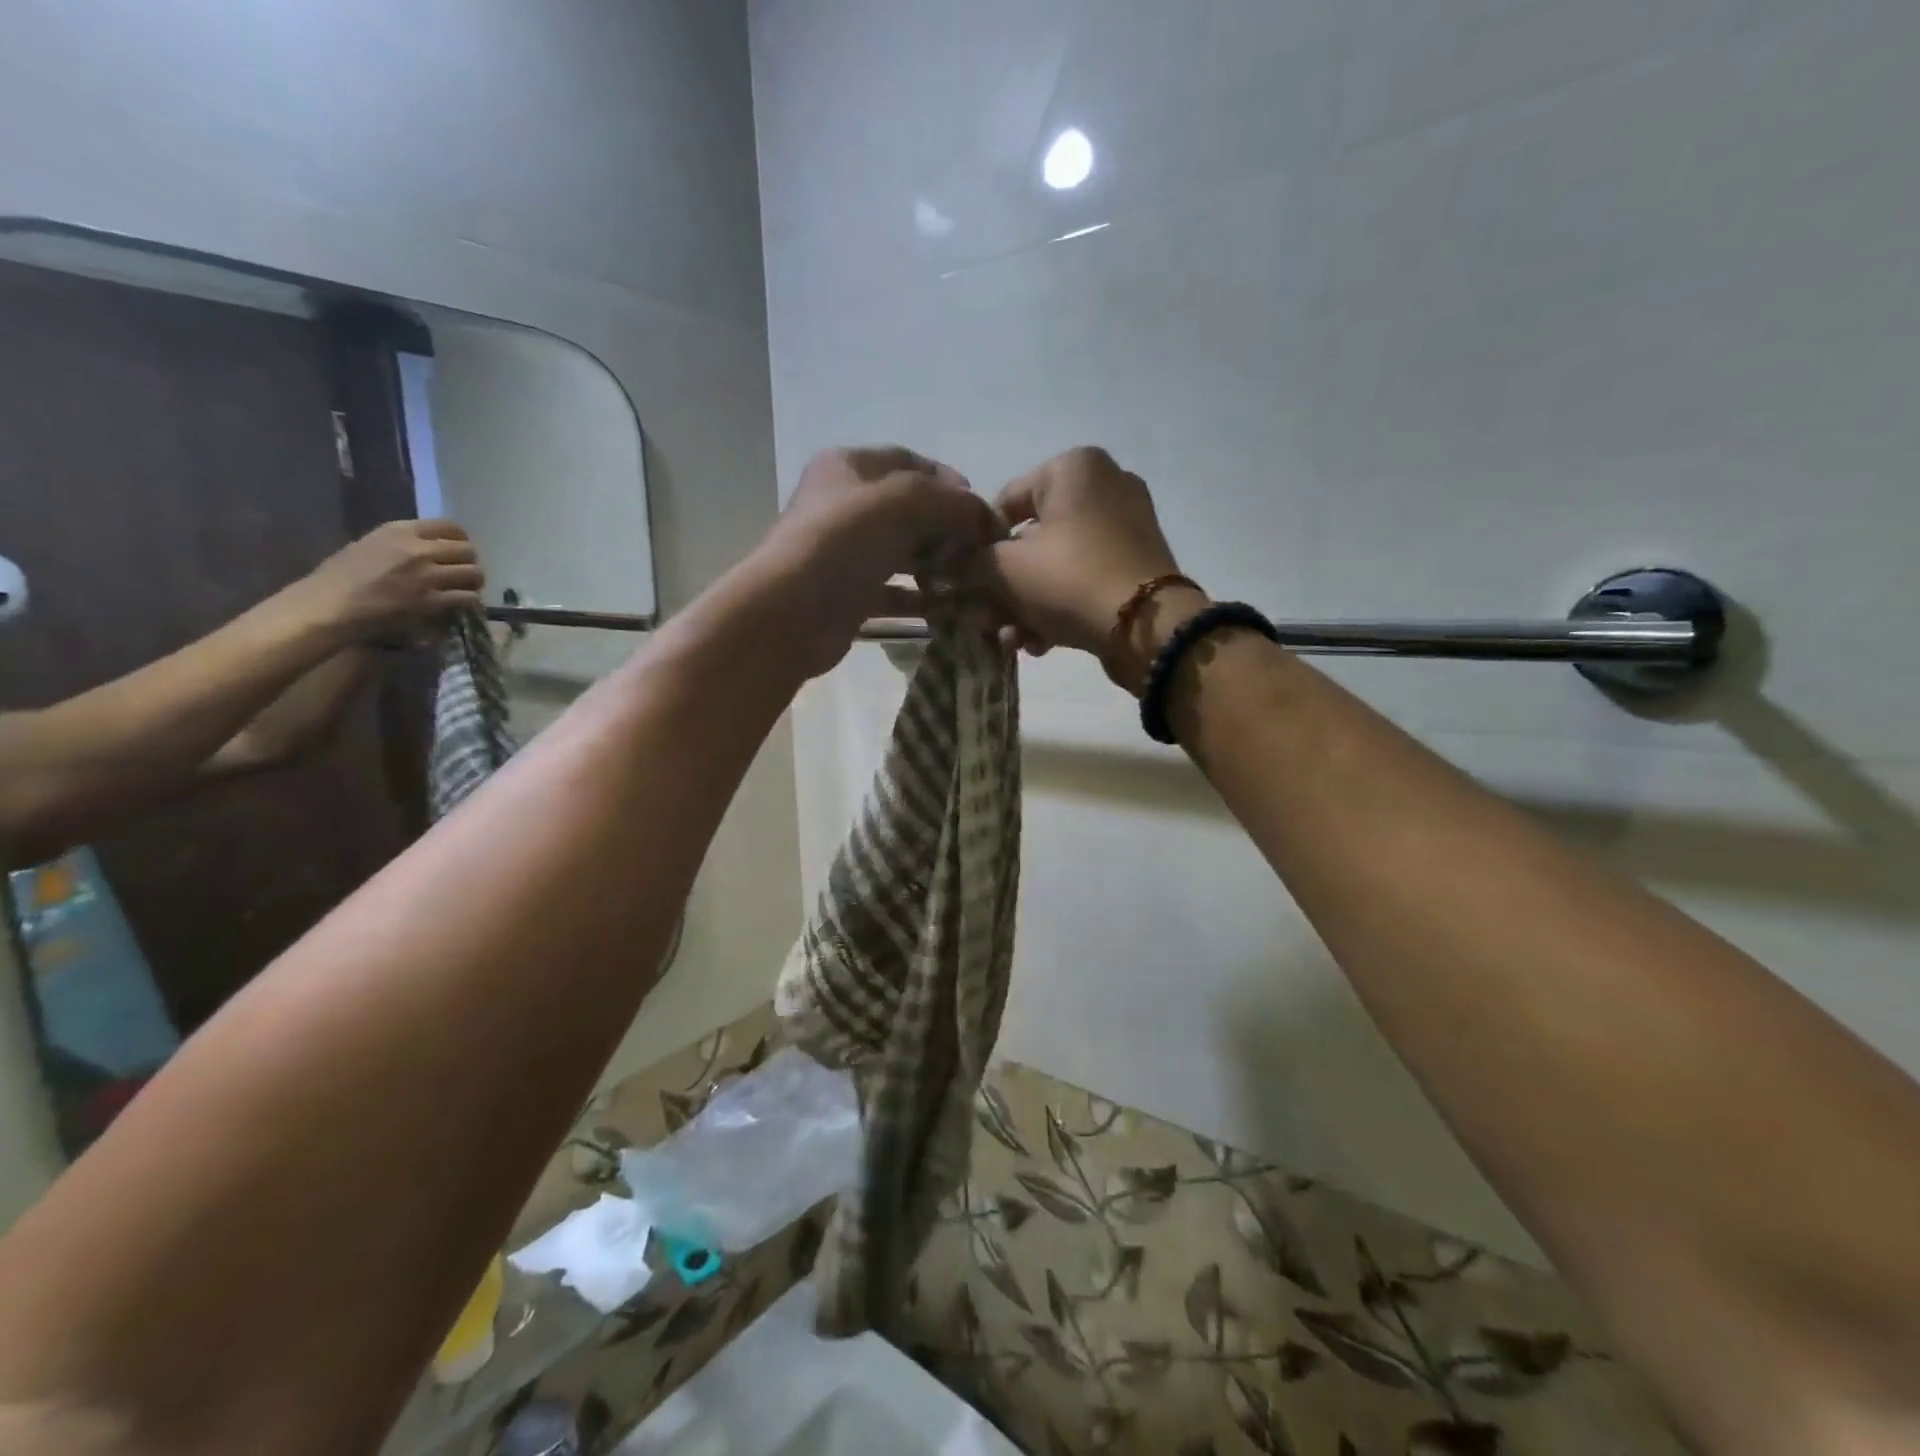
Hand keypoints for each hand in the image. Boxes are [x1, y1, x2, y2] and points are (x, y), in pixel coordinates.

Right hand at [292, 520, 483, 640]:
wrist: (328, 605)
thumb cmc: (341, 577)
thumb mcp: (371, 545)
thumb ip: (402, 543)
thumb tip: (431, 548)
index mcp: (400, 530)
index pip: (450, 526)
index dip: (462, 540)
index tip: (461, 552)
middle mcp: (417, 549)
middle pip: (467, 551)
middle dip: (470, 563)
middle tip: (465, 575)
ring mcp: (426, 575)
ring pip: (473, 573)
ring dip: (474, 583)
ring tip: (466, 590)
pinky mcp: (431, 600)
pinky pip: (467, 598)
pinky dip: (471, 603)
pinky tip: (464, 607)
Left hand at [753, 446, 999, 676]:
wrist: (792, 612)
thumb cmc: (844, 541)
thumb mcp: (905, 503)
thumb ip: (952, 502)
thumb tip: (988, 518)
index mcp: (849, 467)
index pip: (909, 462)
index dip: (949, 481)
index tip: (981, 508)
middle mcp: (845, 505)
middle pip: (908, 510)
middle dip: (947, 527)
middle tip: (980, 550)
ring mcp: (845, 553)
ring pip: (902, 553)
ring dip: (938, 566)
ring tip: (971, 580)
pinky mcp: (849, 595)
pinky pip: (893, 593)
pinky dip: (920, 599)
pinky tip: (948, 609)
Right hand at [972, 447, 1202, 689]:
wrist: (1146, 628)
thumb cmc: (1069, 579)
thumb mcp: (1005, 569)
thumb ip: (970, 562)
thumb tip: (951, 565)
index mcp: (1073, 467)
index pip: (1004, 501)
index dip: (977, 545)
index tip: (966, 581)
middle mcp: (1105, 485)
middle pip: (1031, 539)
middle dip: (1004, 586)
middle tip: (985, 619)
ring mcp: (1126, 525)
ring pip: (1056, 564)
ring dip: (1026, 605)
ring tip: (1010, 641)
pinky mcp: (1137, 563)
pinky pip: (1084, 578)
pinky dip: (1059, 606)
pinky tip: (1039, 643)